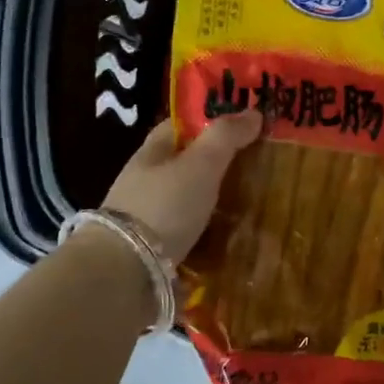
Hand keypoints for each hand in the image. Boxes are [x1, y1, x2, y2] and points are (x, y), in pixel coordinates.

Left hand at [102, 112, 262, 260]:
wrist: (124, 272)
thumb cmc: (163, 206)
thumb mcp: (200, 164)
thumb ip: (226, 137)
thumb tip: (254, 111)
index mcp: (152, 152)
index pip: (182, 125)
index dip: (210, 120)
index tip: (244, 125)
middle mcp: (147, 181)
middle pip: (186, 163)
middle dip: (217, 164)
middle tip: (259, 167)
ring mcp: (148, 217)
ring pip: (188, 199)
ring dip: (214, 201)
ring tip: (252, 204)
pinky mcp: (154, 249)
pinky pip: (188, 232)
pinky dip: (208, 232)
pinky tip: (231, 237)